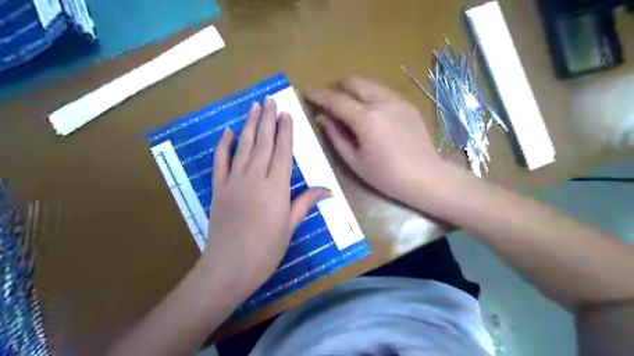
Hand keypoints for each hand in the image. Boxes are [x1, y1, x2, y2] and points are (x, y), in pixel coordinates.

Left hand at [201, 99, 332, 298]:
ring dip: (249, 125)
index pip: (282, 152)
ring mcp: (234, 181)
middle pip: (263, 142)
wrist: (229, 266)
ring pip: (243, 147)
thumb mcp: (290, 226)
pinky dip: (223, 145)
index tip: (286, 113)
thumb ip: (305, 202)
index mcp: (276, 187)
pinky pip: (220, 162)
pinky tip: (227, 132)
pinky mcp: (218, 188)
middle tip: (270, 100)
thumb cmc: (266, 249)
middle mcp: (255, 177)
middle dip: (267, 120)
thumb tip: (327, 189)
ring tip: (253, 106)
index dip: (285, 132)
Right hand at [306, 76, 449, 206]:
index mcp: (367, 119)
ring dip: (354, 91)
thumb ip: (336, 135)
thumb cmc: (386, 176)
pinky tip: (371, 115)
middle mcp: (382, 101)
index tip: (307, 92)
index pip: (336, 99)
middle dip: (337, 88)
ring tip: (350, 110)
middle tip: (330, 103)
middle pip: (353, 82)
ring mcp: (398, 100)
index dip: (319, 95)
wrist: (426, 177)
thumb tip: (322, 117)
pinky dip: (370, 97)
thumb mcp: (354, 161)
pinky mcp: (407, 103)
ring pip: (369, 84)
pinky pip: (382, 92)